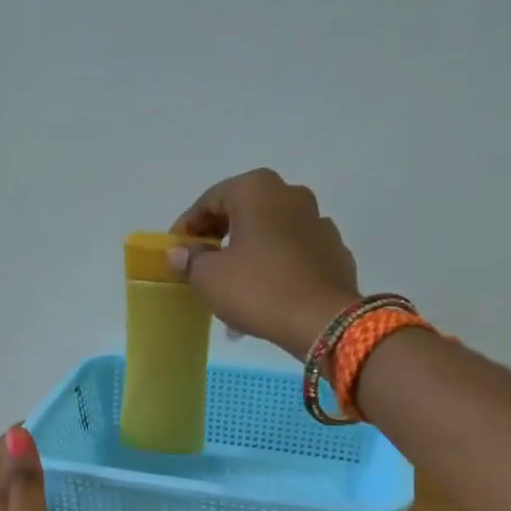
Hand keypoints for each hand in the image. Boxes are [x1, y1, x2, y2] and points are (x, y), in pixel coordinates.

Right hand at [168, 169, 361, 354]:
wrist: (323, 321)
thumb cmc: (258, 289)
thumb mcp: (209, 278)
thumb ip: (190, 259)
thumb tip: (179, 252)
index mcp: (257, 189)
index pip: (210, 201)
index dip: (187, 227)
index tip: (176, 251)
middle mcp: (291, 195)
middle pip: (243, 213)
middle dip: (219, 239)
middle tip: (202, 266)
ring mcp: (319, 222)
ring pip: (270, 234)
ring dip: (248, 254)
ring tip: (233, 286)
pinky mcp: (334, 251)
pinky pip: (294, 254)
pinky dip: (276, 267)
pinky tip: (265, 295)